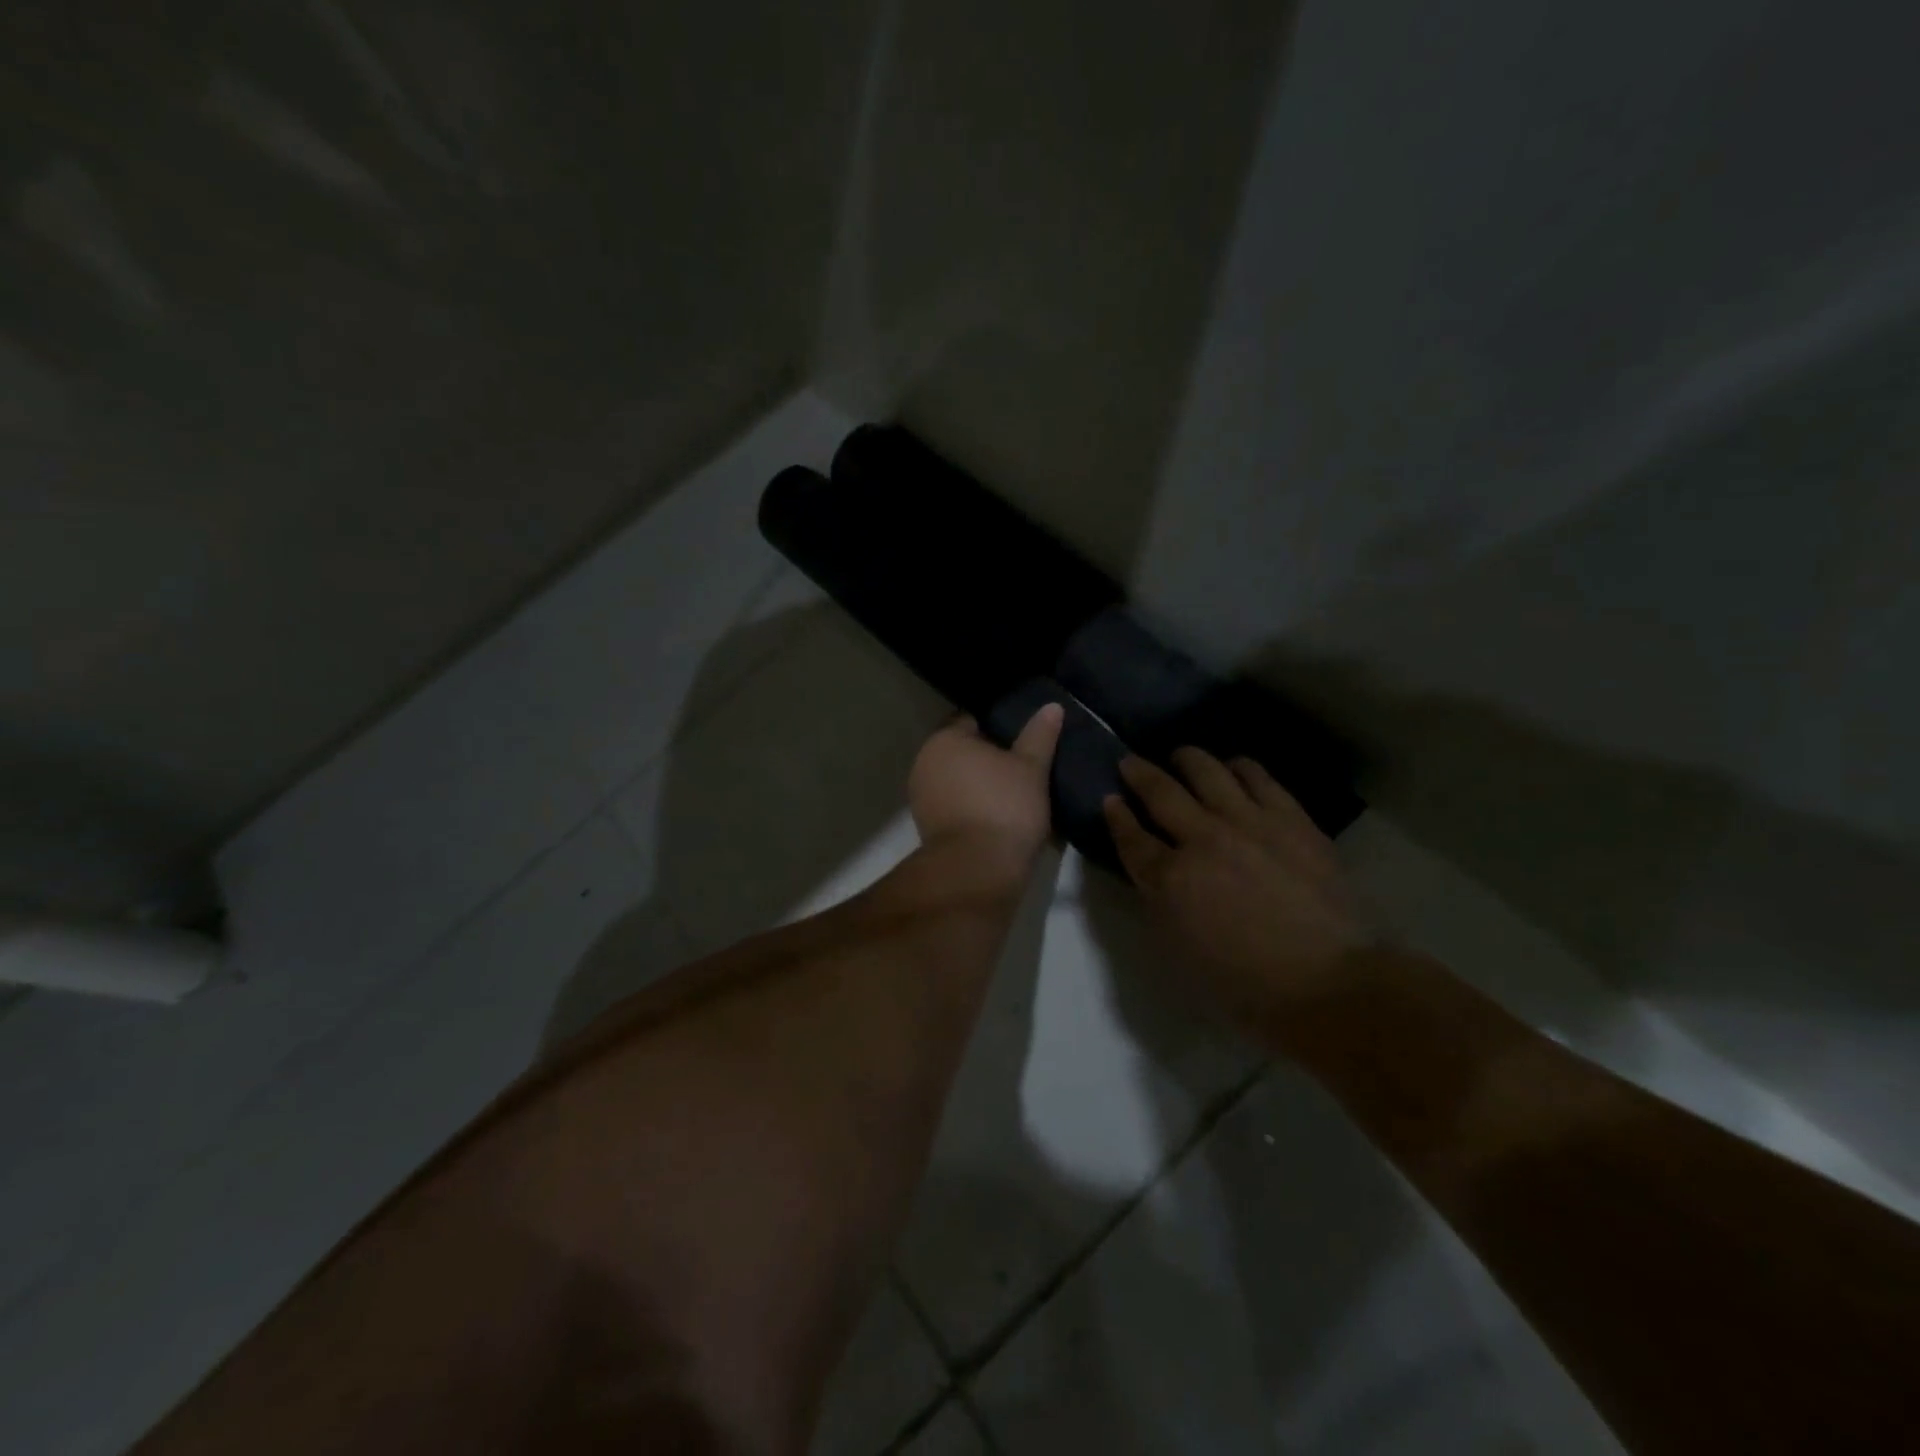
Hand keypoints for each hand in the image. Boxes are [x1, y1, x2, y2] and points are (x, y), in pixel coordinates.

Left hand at [908, 704, 1064, 863]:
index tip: (1025, 740)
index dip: (1000, 728)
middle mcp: (924, 764)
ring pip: (960, 782)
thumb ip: (1039, 735)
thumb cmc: (1004, 806)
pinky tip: (1000, 818)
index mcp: (944, 740)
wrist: (978, 869)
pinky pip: (956, 807)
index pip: (972, 721)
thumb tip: (1052, 706)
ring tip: (1017, 794)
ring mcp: (922, 798)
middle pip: (964, 753)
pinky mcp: (928, 828)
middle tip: (1025, 767)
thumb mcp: (1031, 767)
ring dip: (982, 786)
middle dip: (990, 758)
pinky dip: (974, 809)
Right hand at [1103, 748, 1371, 1031]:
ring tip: (1181, 756)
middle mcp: (1202, 839)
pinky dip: (1240, 767)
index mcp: (1170, 879)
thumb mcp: (1180, 951)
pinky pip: (1258, 778)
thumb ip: (1161, 903)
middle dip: (1139, 773)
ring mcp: (1249, 823)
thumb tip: (1155, 872)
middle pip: (1162, 793)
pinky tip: (1235, 767)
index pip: (1132, 837)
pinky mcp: (1290, 819)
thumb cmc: (1245, 985)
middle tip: (1130, 762)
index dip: (1117, 817)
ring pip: (1208, 772)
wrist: (1327, 983)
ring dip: (1187, 759)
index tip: (1110, 799)